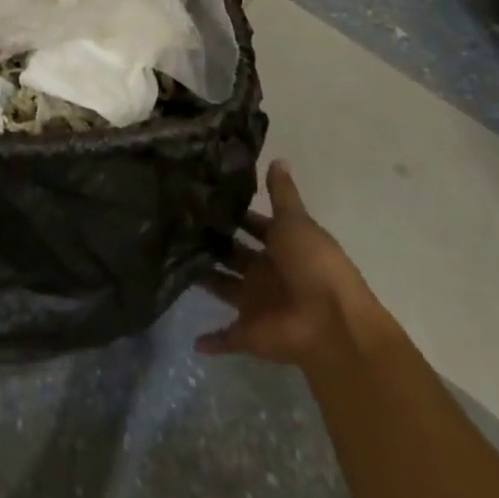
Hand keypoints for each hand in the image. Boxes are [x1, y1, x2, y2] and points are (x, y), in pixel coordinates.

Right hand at [196, 159, 381, 366]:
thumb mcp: (295, 221)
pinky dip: (212, 340)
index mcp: (281, 245)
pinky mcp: (248, 333)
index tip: (201, 197)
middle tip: (176, 224)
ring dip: (205, 278)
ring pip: (224, 286)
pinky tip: (192, 337)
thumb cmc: (313, 263)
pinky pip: (227, 336)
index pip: (253, 225)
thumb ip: (281, 194)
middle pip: (235, 254)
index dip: (233, 213)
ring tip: (169, 261)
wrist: (330, 323)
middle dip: (212, 243)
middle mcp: (267, 272)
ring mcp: (258, 304)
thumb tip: (278, 157)